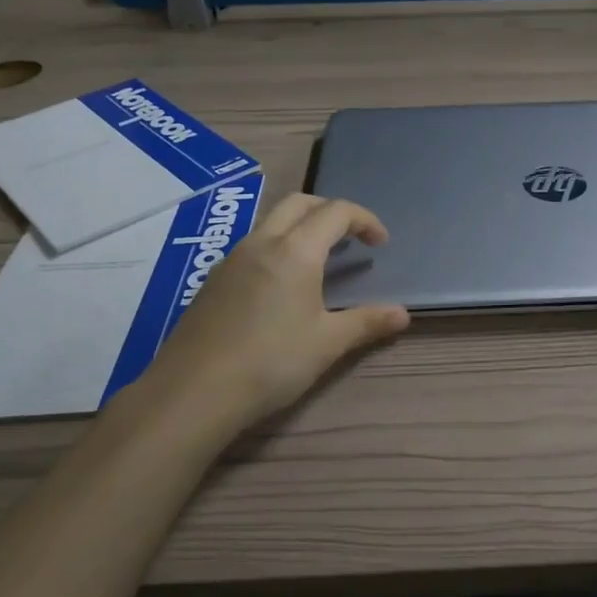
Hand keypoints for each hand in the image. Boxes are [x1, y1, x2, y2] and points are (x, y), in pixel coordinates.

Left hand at [141, 193, 409, 431]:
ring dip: (301, 226)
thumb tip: (403, 314)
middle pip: (300, 203)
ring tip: (320, 260)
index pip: (336, 212)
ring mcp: (232, 259)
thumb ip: (366, 322)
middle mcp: (262, 242)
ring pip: (272, 221)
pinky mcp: (213, 280)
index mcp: (295, 251)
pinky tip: (281, 286)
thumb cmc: (270, 363)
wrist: (193, 392)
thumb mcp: (327, 344)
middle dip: (330, 211)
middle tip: (350, 237)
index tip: (380, 243)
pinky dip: (277, 246)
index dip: (364, 219)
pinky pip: (253, 245)